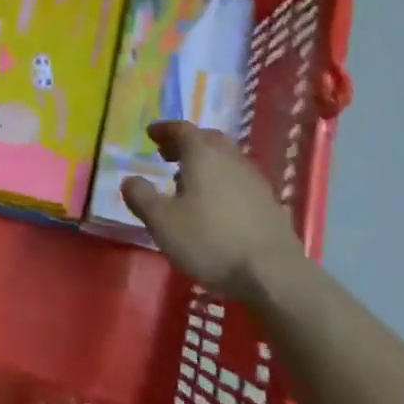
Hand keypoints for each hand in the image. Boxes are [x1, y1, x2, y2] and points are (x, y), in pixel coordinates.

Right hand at [122, 121, 303, 299]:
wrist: (273, 273)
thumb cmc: (210, 241)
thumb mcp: (162, 221)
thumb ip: (141, 197)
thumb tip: (130, 180)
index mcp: (203, 156)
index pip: (182, 129)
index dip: (164, 129)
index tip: (150, 133)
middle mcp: (231, 159)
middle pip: (208, 139)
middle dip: (185, 143)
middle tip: (166, 155)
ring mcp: (254, 180)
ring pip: (226, 159)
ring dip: (204, 162)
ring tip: (186, 181)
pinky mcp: (268, 202)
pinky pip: (238, 179)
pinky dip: (221, 180)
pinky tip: (214, 204)